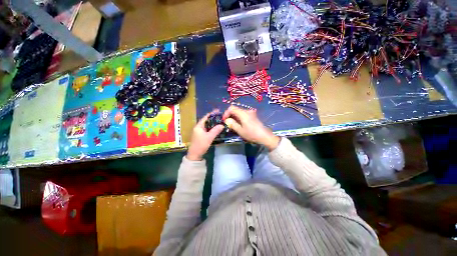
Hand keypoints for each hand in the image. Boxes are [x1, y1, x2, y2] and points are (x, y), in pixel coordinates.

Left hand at [187, 110, 223, 160]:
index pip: (206, 117)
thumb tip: (222, 125)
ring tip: (220, 122)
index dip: (212, 114)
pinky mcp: (201, 135)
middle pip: (207, 121)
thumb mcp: (209, 137)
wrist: (195, 155)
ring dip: (213, 123)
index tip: (218, 111)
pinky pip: (207, 129)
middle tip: (221, 117)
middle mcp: (198, 127)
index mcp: (199, 126)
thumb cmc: (201, 145)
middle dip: (214, 118)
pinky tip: (217, 128)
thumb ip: (215, 130)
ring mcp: (199, 132)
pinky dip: (212, 128)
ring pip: (207, 125)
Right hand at [223, 106, 279, 150]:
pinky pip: (243, 114)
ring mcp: (250, 113)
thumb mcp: (240, 131)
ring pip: (239, 112)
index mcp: (243, 113)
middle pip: (235, 109)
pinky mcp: (253, 115)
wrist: (265, 136)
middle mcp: (247, 111)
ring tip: (233, 125)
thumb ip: (232, 124)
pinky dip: (239, 117)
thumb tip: (227, 120)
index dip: (226, 113)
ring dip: (234, 117)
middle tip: (228, 123)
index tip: (224, 120)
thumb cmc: (252, 134)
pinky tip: (239, 124)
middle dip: (230, 115)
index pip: (231, 108)